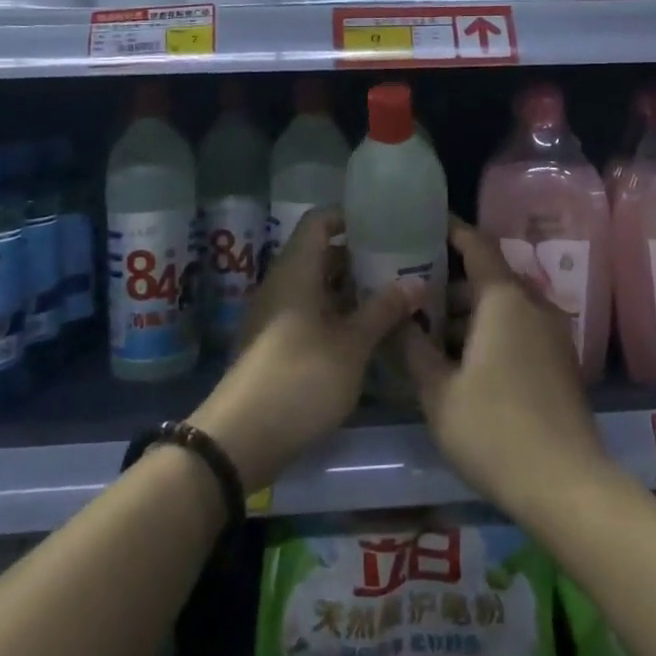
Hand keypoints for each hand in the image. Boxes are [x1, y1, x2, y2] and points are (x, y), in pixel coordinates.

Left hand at [190, 209, 418, 490]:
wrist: (239, 440)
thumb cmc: (300, 379)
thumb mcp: (352, 345)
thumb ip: (384, 310)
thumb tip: (416, 281)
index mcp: (296, 270)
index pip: (319, 220)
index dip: (350, 216)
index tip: (387, 223)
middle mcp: (282, 285)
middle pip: (322, 254)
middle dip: (361, 257)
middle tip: (403, 262)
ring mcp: (276, 316)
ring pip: (319, 287)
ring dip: (353, 290)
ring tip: (395, 296)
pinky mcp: (276, 346)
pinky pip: (311, 314)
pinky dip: (340, 315)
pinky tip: (370, 332)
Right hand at [401, 219, 611, 512]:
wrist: (566, 485)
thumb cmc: (494, 430)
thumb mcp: (439, 393)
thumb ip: (414, 349)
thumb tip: (399, 319)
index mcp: (504, 300)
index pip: (477, 246)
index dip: (452, 230)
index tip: (427, 221)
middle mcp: (534, 306)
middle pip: (489, 278)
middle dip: (451, 283)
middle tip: (413, 293)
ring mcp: (552, 334)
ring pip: (504, 306)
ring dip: (470, 312)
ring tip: (431, 333)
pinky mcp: (560, 361)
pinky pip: (520, 328)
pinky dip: (491, 330)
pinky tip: (464, 361)